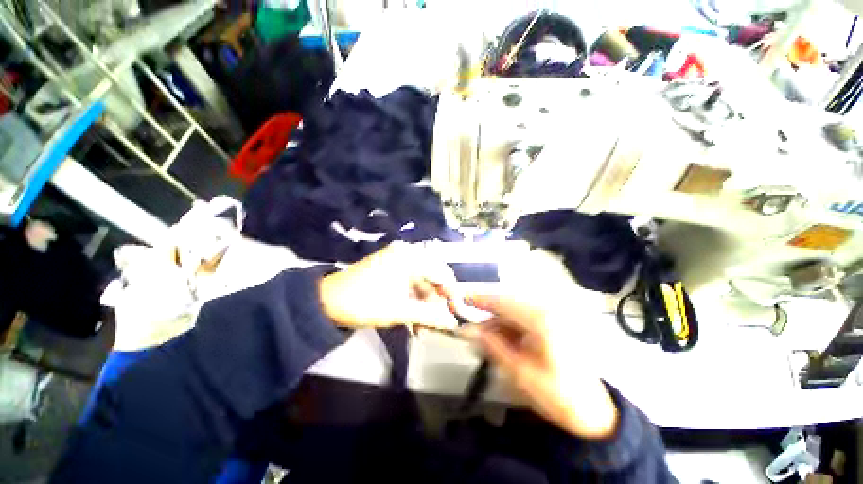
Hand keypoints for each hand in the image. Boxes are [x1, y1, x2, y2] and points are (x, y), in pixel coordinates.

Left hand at [319, 243, 457, 329]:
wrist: (325, 301)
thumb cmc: (364, 302)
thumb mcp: (399, 310)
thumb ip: (429, 315)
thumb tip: (453, 322)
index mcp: (409, 256)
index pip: (442, 272)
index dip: (452, 293)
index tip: (457, 312)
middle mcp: (407, 254)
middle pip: (433, 277)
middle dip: (436, 301)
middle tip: (438, 322)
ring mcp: (398, 261)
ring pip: (422, 283)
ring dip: (425, 304)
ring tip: (423, 327)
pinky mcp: (391, 270)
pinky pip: (410, 284)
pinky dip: (414, 301)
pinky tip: (414, 319)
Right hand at [463, 295, 618, 439]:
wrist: (595, 414)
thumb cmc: (560, 397)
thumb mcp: (520, 373)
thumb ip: (492, 347)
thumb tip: (468, 330)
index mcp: (542, 320)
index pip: (503, 302)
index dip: (479, 299)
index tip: (460, 299)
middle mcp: (547, 312)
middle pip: (507, 306)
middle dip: (486, 317)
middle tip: (469, 330)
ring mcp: (551, 318)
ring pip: (513, 314)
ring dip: (496, 325)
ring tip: (483, 342)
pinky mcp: (551, 326)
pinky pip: (522, 322)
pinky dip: (507, 330)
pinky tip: (500, 343)